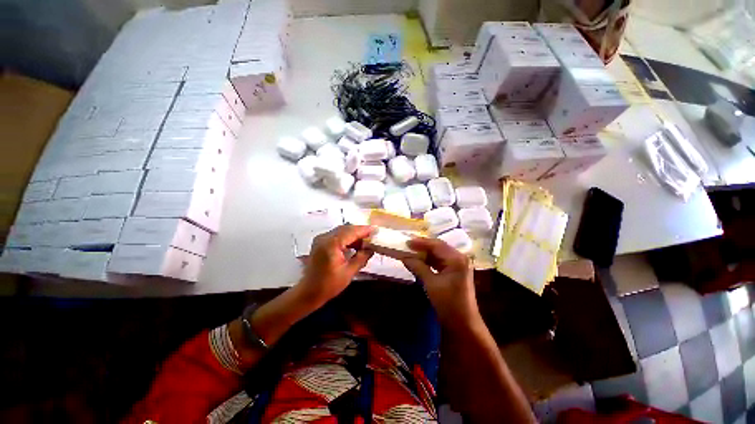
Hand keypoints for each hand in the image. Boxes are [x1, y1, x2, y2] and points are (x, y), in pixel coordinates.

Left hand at [299, 224, 374, 305]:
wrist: (308, 292)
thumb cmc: (328, 285)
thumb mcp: (349, 272)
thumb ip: (362, 257)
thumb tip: (371, 248)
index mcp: (331, 244)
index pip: (351, 231)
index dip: (365, 230)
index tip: (376, 230)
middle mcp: (324, 237)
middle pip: (346, 229)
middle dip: (360, 232)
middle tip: (372, 237)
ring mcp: (321, 239)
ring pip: (341, 231)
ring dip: (353, 235)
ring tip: (365, 243)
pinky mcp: (320, 242)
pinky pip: (336, 235)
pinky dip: (346, 238)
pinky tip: (354, 246)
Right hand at [402, 237, 478, 323]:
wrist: (463, 324)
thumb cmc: (448, 303)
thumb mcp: (431, 284)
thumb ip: (418, 267)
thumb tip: (404, 257)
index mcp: (456, 259)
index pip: (436, 245)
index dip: (420, 243)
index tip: (406, 242)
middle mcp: (459, 258)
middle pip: (438, 247)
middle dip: (422, 246)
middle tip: (407, 245)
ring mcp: (458, 264)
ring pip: (439, 253)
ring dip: (425, 253)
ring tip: (411, 251)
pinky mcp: (455, 271)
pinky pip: (441, 261)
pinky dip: (430, 260)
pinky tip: (420, 260)